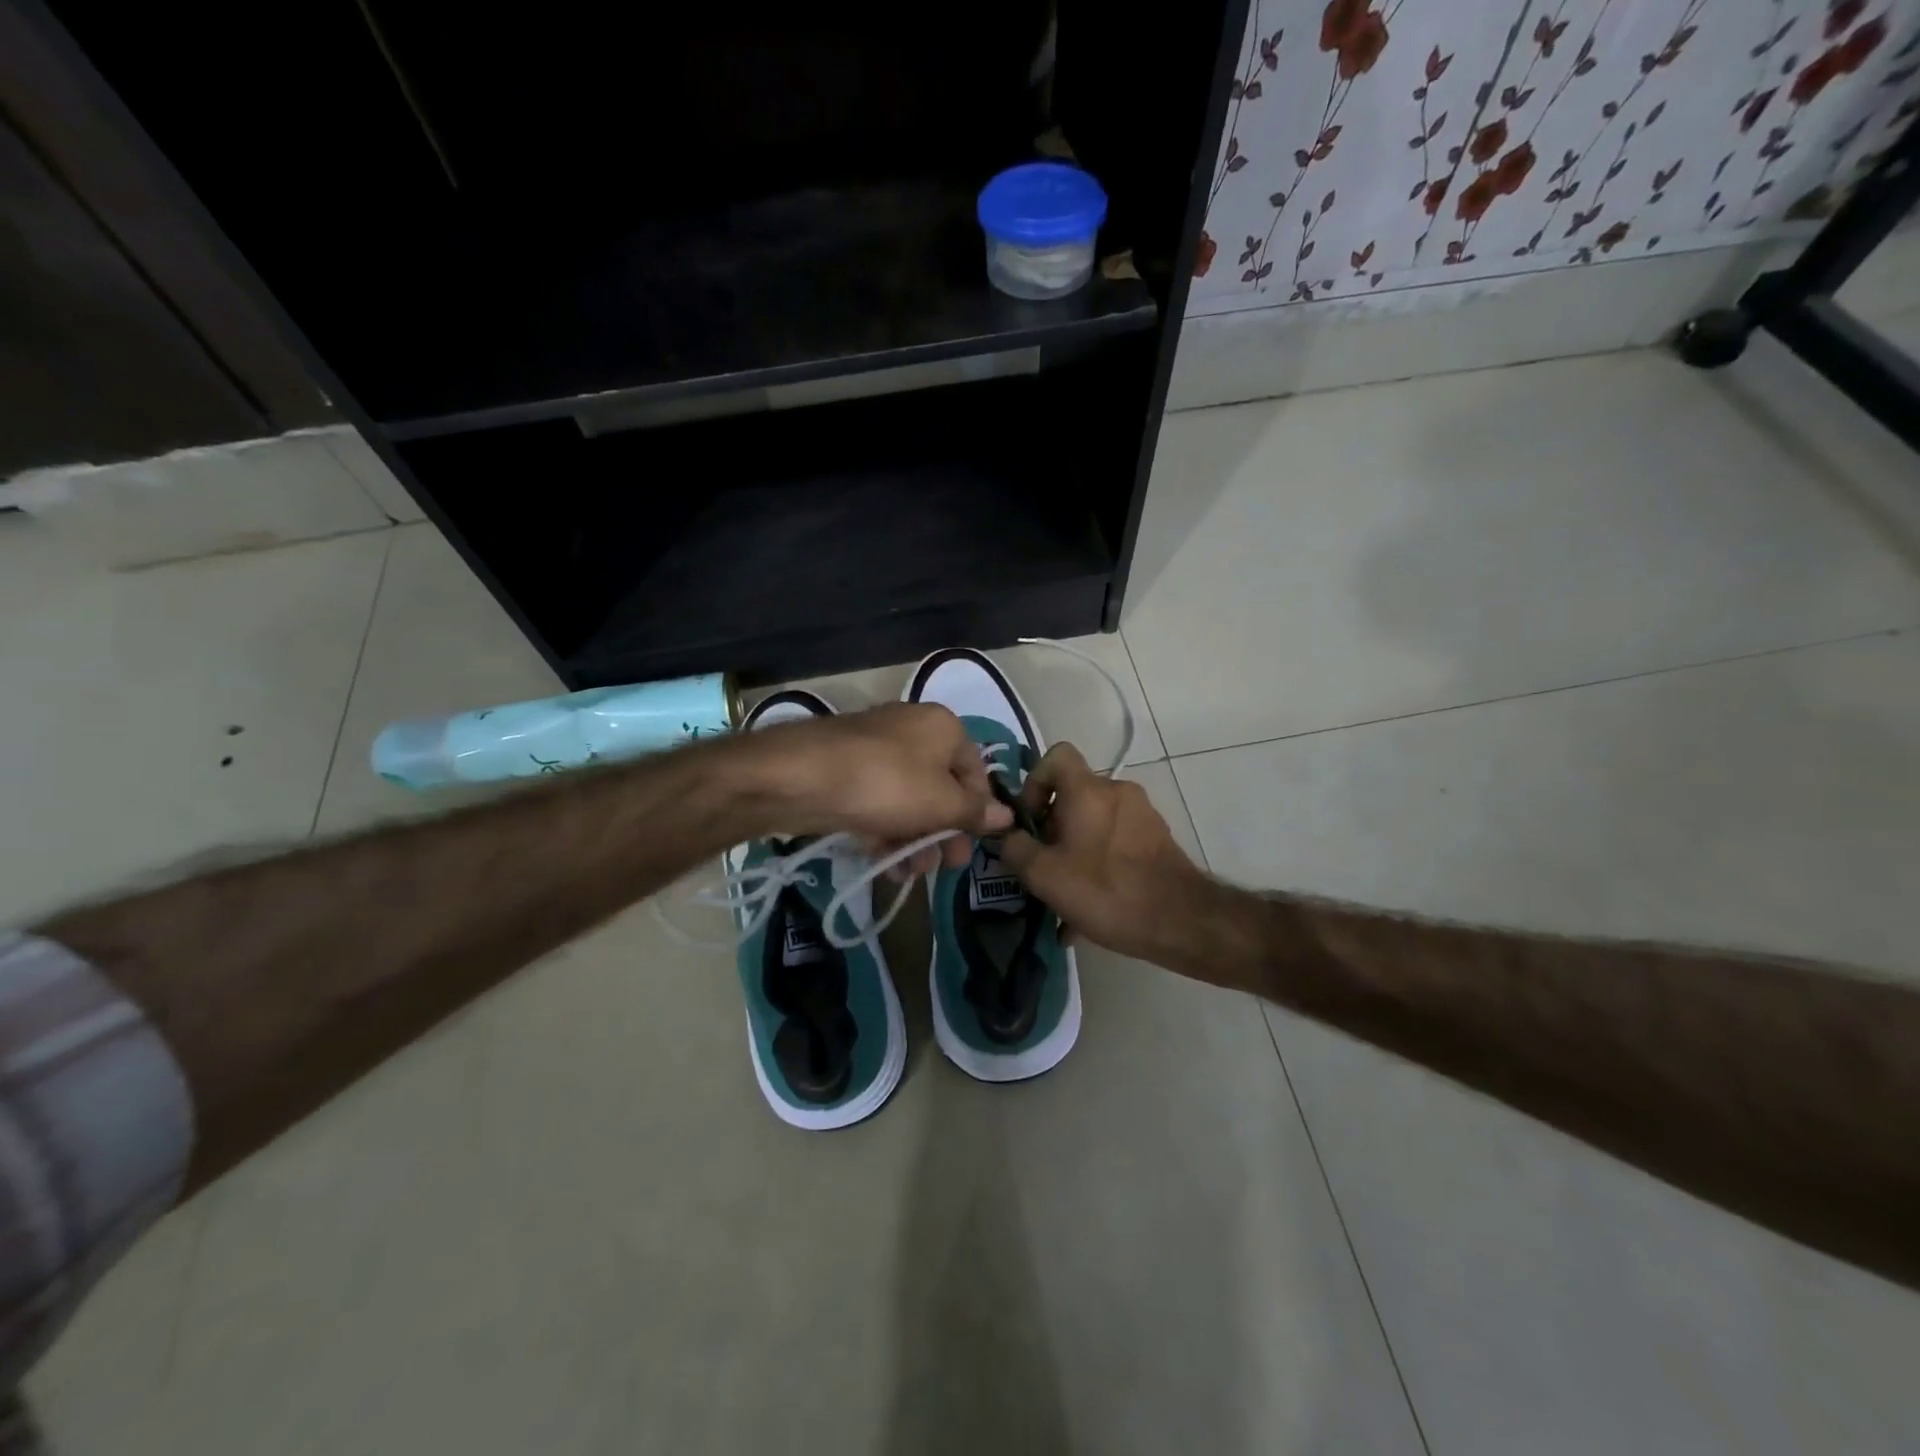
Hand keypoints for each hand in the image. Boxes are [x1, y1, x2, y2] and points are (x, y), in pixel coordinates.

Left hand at [748, 702, 1011, 876]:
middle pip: (941, 787)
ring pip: (908, 800)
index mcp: (942, 727)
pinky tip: (887, 864)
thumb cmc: (887, 784)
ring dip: (915, 840)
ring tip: (911, 872)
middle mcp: (911, 730)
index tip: (974, 845)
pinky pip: (878, 803)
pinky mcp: (846, 772)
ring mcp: (875, 750)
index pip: (975, 770)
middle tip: (944, 866)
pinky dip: (886, 832)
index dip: (979, 811)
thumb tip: (1007, 816)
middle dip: (944, 832)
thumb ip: (975, 812)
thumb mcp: (941, 803)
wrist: (800, 777)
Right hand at [996, 744, 1212, 963]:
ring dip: (1072, 853)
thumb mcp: (1045, 875)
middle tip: (1041, 867)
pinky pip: (1114, 844)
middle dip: (1051, 829)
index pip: (1056, 756)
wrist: (1182, 921)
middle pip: (1072, 796)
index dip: (1034, 782)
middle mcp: (1117, 792)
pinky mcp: (1156, 841)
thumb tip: (1008, 836)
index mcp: (1088, 790)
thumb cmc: (1106, 890)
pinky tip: (1087, 914)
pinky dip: (1097, 867)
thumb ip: (1016, 849)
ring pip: (1093, 825)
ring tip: (1062, 898)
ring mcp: (1141, 815)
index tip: (1030, 820)